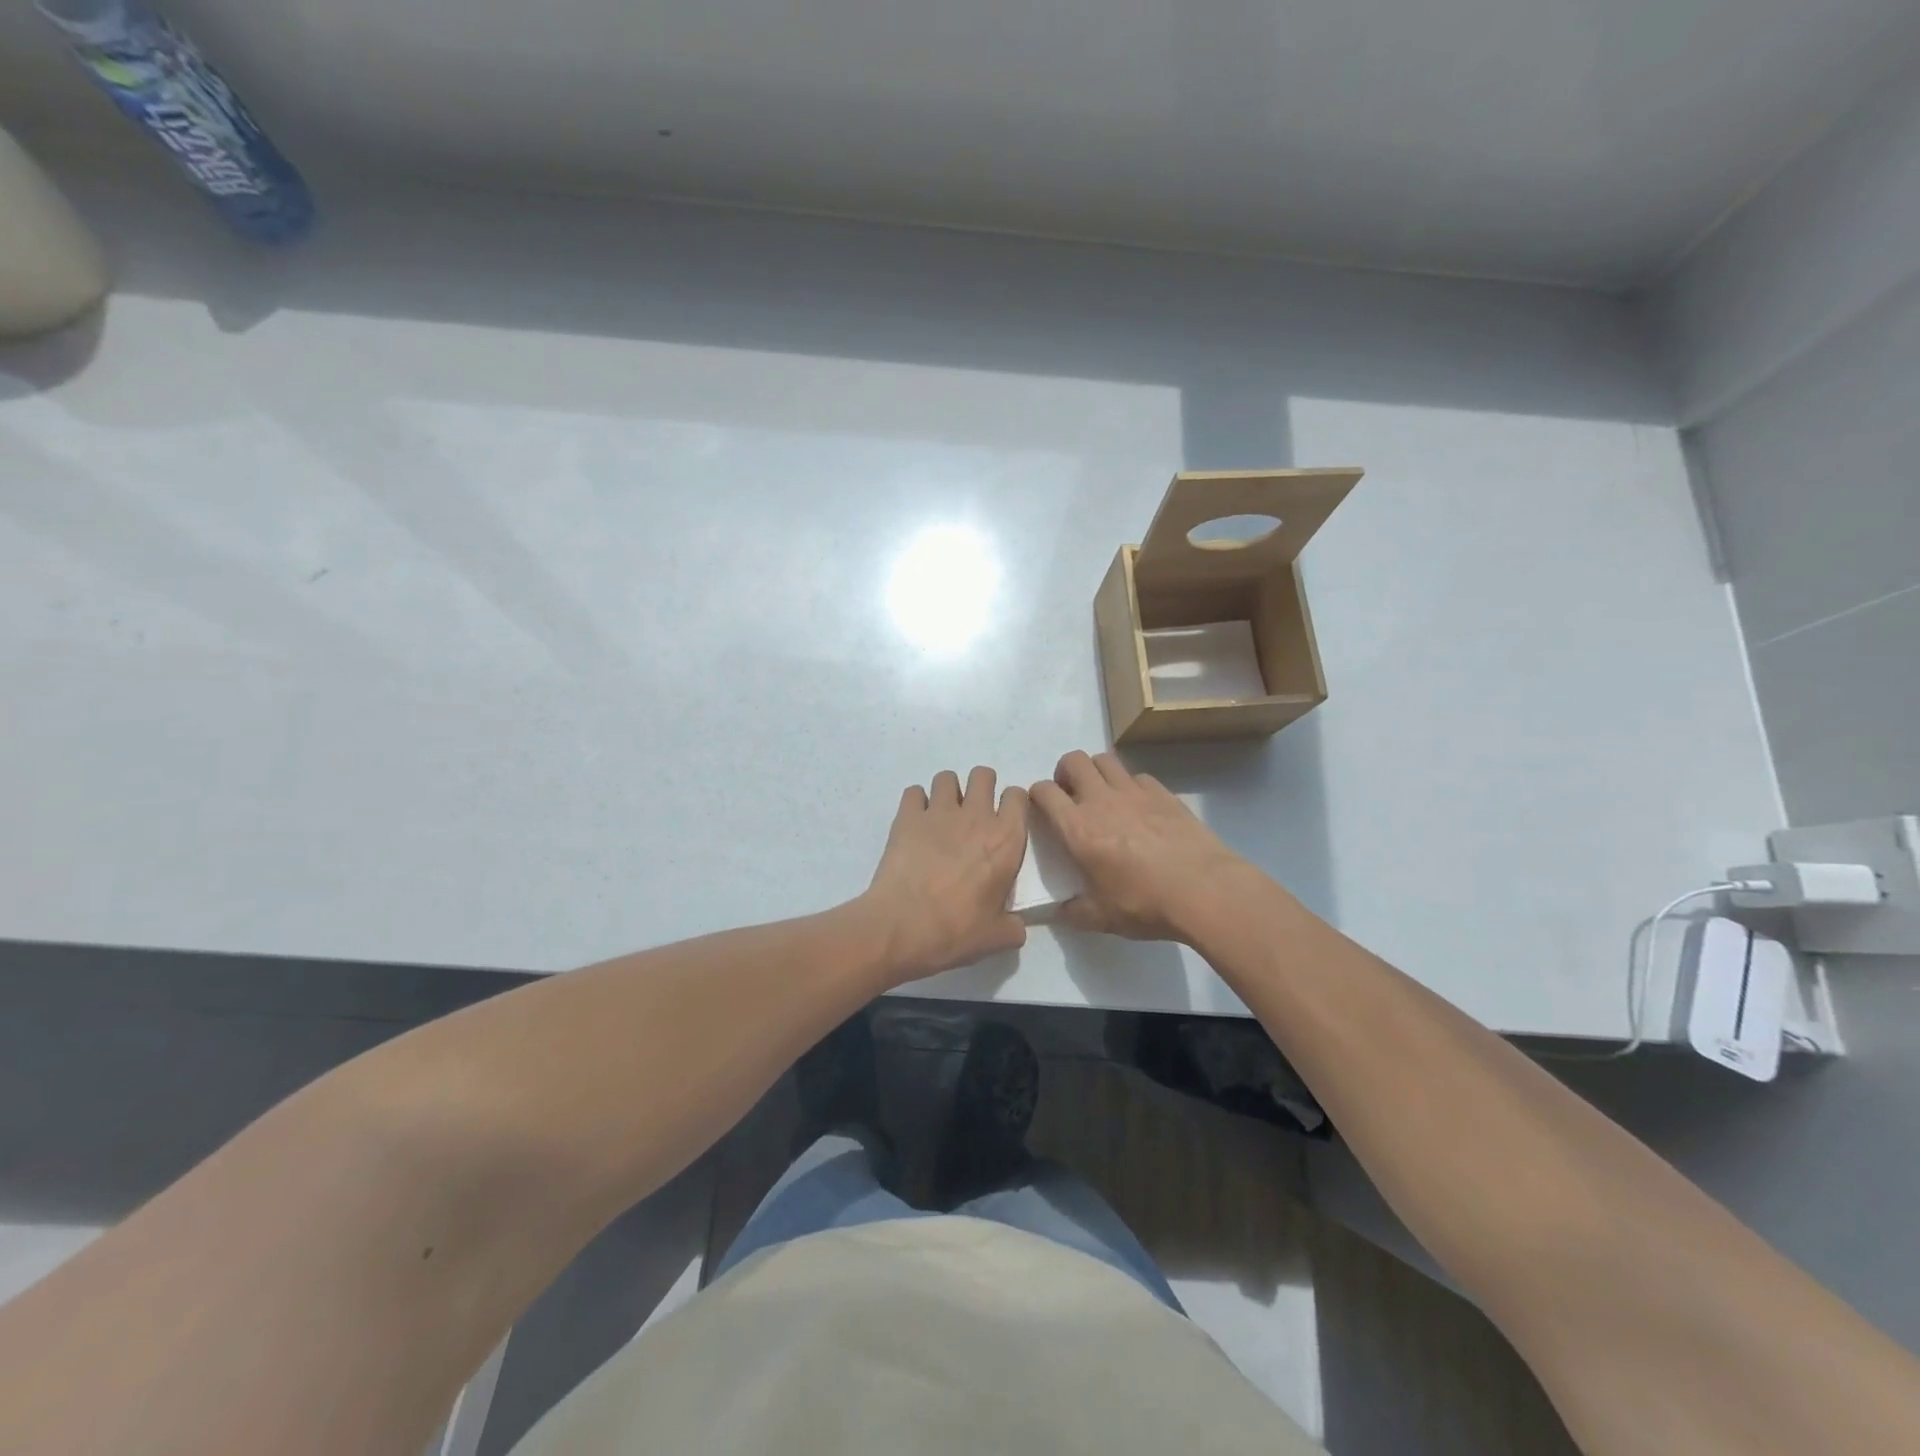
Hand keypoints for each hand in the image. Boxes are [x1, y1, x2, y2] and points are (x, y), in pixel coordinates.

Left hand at [860, 767, 1028, 983]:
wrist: (902, 926)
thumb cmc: (956, 930)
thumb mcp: (996, 937)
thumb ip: (1013, 927)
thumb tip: (1016, 927)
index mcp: (1006, 840)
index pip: (1018, 797)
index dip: (1013, 803)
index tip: (1006, 819)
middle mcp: (976, 816)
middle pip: (983, 775)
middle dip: (981, 787)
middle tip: (973, 813)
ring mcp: (939, 812)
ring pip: (947, 777)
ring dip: (947, 791)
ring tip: (942, 816)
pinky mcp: (907, 816)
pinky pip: (914, 792)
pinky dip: (915, 803)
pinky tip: (915, 823)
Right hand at [1030, 750, 1255, 941]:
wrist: (1204, 890)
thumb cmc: (1145, 904)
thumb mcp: (1102, 917)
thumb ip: (1074, 912)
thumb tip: (1059, 912)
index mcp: (1077, 828)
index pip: (1044, 792)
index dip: (1037, 795)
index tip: (1042, 808)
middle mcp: (1101, 800)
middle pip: (1073, 761)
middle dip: (1065, 772)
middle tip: (1071, 795)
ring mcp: (1134, 792)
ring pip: (1105, 760)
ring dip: (1096, 771)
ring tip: (1101, 794)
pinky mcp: (1163, 793)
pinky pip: (1137, 776)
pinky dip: (1130, 785)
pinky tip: (1138, 807)